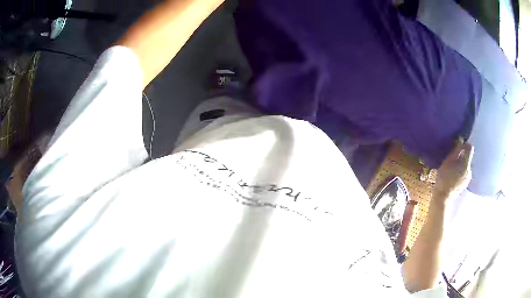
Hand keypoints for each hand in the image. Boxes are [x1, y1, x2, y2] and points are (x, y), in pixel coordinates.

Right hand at [434, 143, 473, 203]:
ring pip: (466, 166)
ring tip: (452, 169)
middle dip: (461, 156)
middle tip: (452, 159)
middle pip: (467, 158)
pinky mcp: (465, 184)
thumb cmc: (444, 178)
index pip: (470, 148)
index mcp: (466, 163)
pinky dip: (460, 172)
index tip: (458, 146)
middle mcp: (470, 170)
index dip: (464, 145)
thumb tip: (461, 141)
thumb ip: (456, 151)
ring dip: (460, 165)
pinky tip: (453, 176)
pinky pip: (464, 173)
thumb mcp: (448, 161)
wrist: (443, 197)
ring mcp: (468, 178)